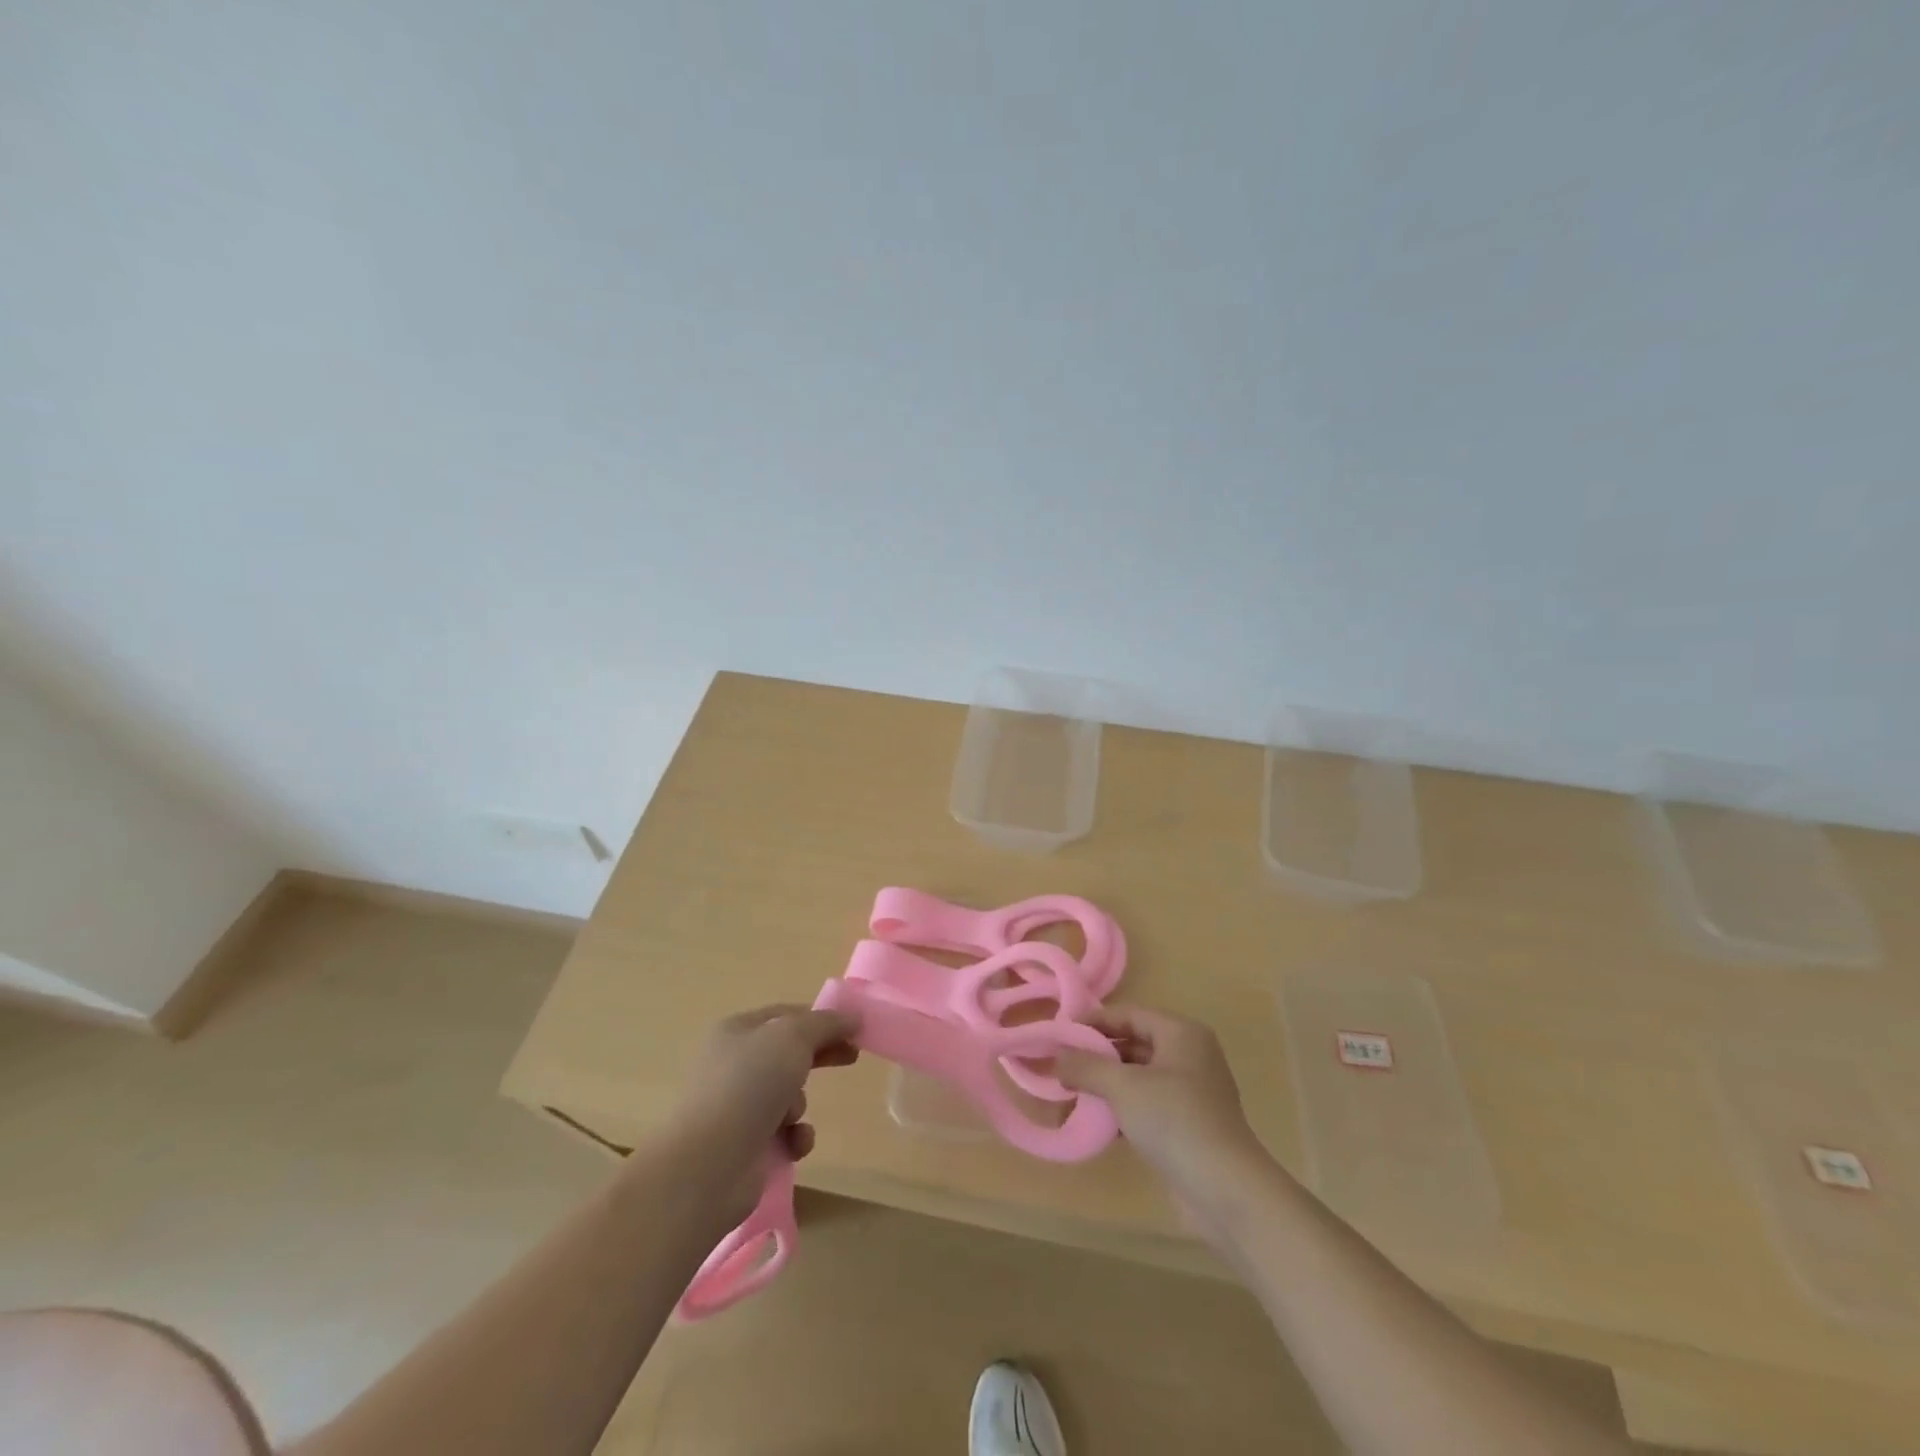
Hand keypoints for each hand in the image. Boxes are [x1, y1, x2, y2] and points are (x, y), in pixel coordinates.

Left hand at [670, 1004, 859, 1223]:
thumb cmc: (749, 1085)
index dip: (820, 1018)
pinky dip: (794, 1138)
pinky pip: (783, 1134)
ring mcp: (735, 1108)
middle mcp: (732, 1065)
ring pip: (788, 1096)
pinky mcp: (743, 1147)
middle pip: (788, 1054)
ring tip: (791, 1117)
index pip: (785, 1015)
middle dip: (819, 1056)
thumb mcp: (793, 1037)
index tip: (853, 1028)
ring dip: (800, 1104)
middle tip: (851, 1057)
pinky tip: (792, 1145)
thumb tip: (853, 1017)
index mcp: (736, 1031)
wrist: (707, 1166)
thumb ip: (826, 1023)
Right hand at [1055, 1007, 1270, 1220]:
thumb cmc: (1174, 1121)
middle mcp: (1189, 1056)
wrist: (1226, 1191)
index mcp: (1181, 1033)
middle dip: (1096, 1056)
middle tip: (1060, 1067)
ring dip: (1105, 1086)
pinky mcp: (1188, 1126)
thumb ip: (1086, 1066)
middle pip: (1133, 1044)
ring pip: (1138, 1078)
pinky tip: (1094, 1123)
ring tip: (1069, 1096)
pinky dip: (1121, 1110)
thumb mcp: (1123, 1086)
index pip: (1129, 1014)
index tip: (1059, 1034)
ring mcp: (1191, 1093)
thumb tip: (1057, 1056)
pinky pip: (1147, 1105)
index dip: (1093, 1022)